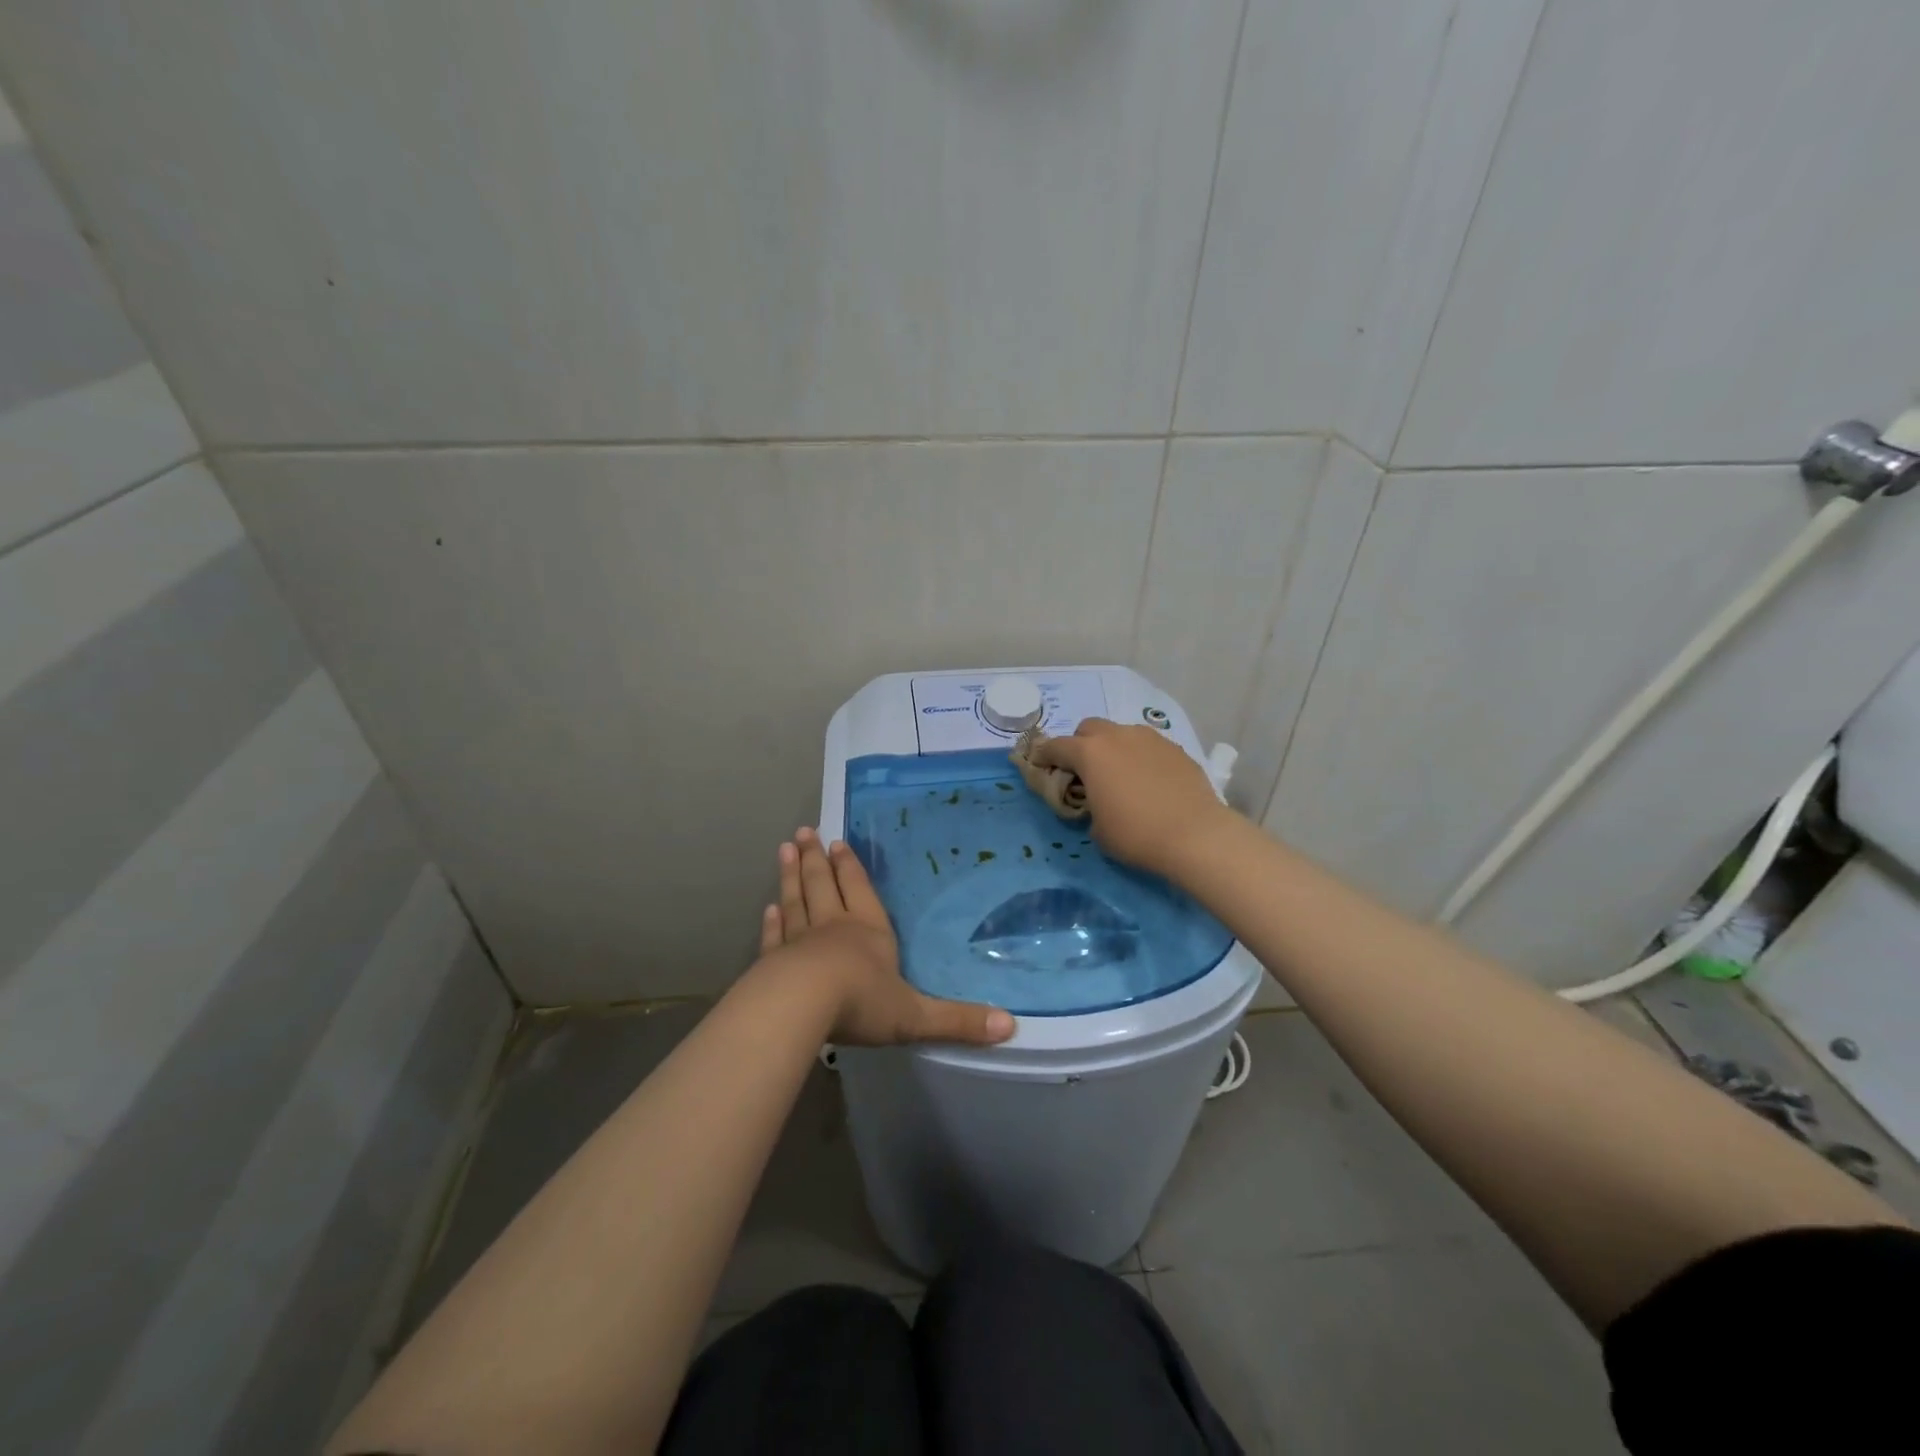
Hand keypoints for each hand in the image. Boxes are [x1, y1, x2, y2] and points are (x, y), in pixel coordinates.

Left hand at [760, 827, 1015, 1047]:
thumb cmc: (863, 1003)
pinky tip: (768, 908)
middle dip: (816, 859)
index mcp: (869, 932)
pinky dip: (771, 921)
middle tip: (804, 832)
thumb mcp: (916, 1017)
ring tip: (785, 850)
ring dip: (791, 876)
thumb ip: (959, 1021)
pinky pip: (774, 935)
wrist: (802, 1007)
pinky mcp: (773, 962)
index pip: (860, 891)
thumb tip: (1010, 1027)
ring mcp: (799, 942)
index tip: (836, 843)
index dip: (850, 868)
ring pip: (796, 901)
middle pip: (824, 885)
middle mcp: (833, 928)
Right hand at [1031, 718, 1236, 875]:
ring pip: (1121, 733)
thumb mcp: (1097, 828)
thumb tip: (1097, 802)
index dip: (1044, 756)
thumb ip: (1088, 806)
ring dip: (1112, 748)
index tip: (1040, 765)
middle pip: (1089, 728)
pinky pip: (1147, 746)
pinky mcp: (1175, 748)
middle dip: (1080, 745)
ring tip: (1119, 775)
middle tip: (1083, 771)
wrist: (1195, 835)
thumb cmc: (1136, 834)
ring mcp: (1149, 738)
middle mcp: (1117, 736)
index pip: (1055, 746)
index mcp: (1089, 753)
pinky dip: (1139, 757)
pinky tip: (1148, 781)